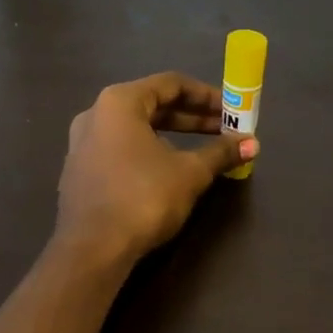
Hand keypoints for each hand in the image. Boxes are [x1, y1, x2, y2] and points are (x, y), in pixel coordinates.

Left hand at [55, 72, 256, 263]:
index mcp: (119, 102)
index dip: (206, 95)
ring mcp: (82, 144)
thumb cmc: (143, 197)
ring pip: (135, 129)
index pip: (170, 84)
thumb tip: (252, 143)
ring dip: (171, 136)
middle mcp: (95, 114)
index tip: (232, 110)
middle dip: (191, 118)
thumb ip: (220, 153)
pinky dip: (148, 152)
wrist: (92, 248)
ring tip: (201, 151)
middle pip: (151, 105)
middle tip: (223, 130)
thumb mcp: (190, 173)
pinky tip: (168, 172)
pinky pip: (121, 150)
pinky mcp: (80, 172)